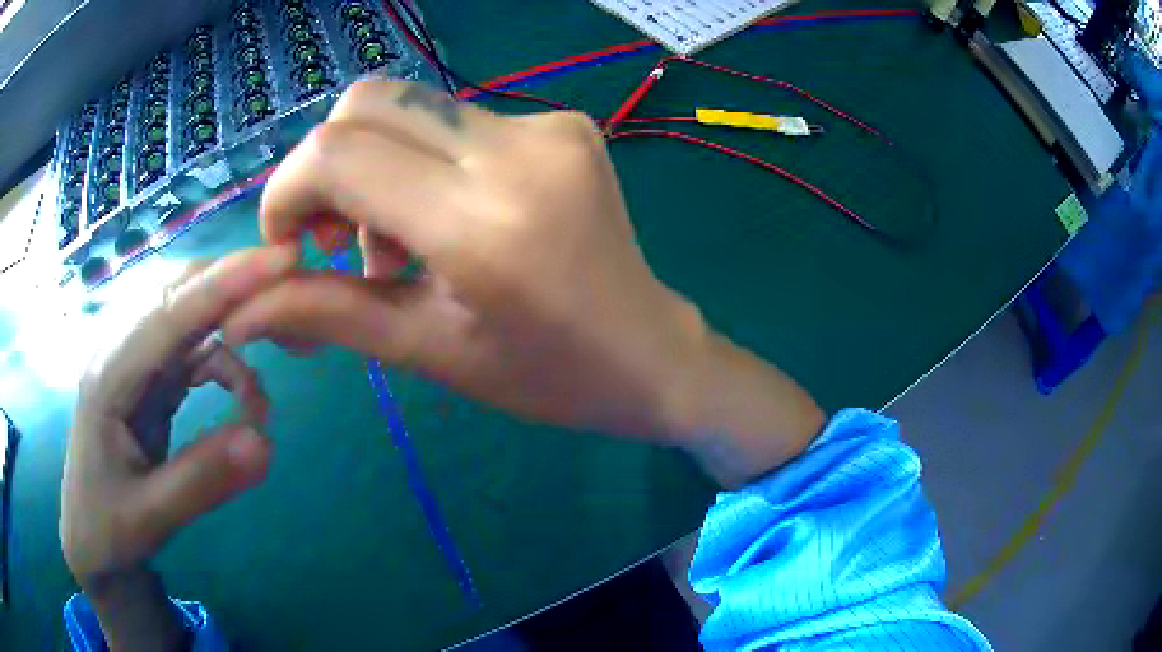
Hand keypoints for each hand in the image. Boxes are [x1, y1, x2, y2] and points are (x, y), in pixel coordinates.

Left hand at [61, 246, 295, 649]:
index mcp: (108, 376)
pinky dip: (225, 366)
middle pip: (176, 295)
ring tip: (265, 378)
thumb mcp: (152, 516)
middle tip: (288, 287)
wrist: (91, 539)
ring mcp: (135, 365)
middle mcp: (120, 354)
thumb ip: (203, 480)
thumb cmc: (109, 527)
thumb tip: (266, 442)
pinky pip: (192, 353)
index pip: (167, 315)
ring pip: (187, 319)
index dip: (221, 284)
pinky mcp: (148, 382)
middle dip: (231, 285)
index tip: (280, 260)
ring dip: (231, 331)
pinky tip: (243, 401)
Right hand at [225, 81, 823, 485]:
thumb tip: (240, 310)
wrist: (652, 351)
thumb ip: (326, 314)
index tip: (288, 242)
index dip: (288, 191)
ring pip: (407, 107)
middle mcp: (517, 149)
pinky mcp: (563, 120)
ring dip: (373, 167)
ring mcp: (548, 124)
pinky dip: (421, 161)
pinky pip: (454, 119)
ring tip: (396, 244)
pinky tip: (444, 217)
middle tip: (335, 239)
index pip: (338, 152)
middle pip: (366, 104)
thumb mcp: (427, 351)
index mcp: (483, 222)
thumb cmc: (546, 375)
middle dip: (324, 169)